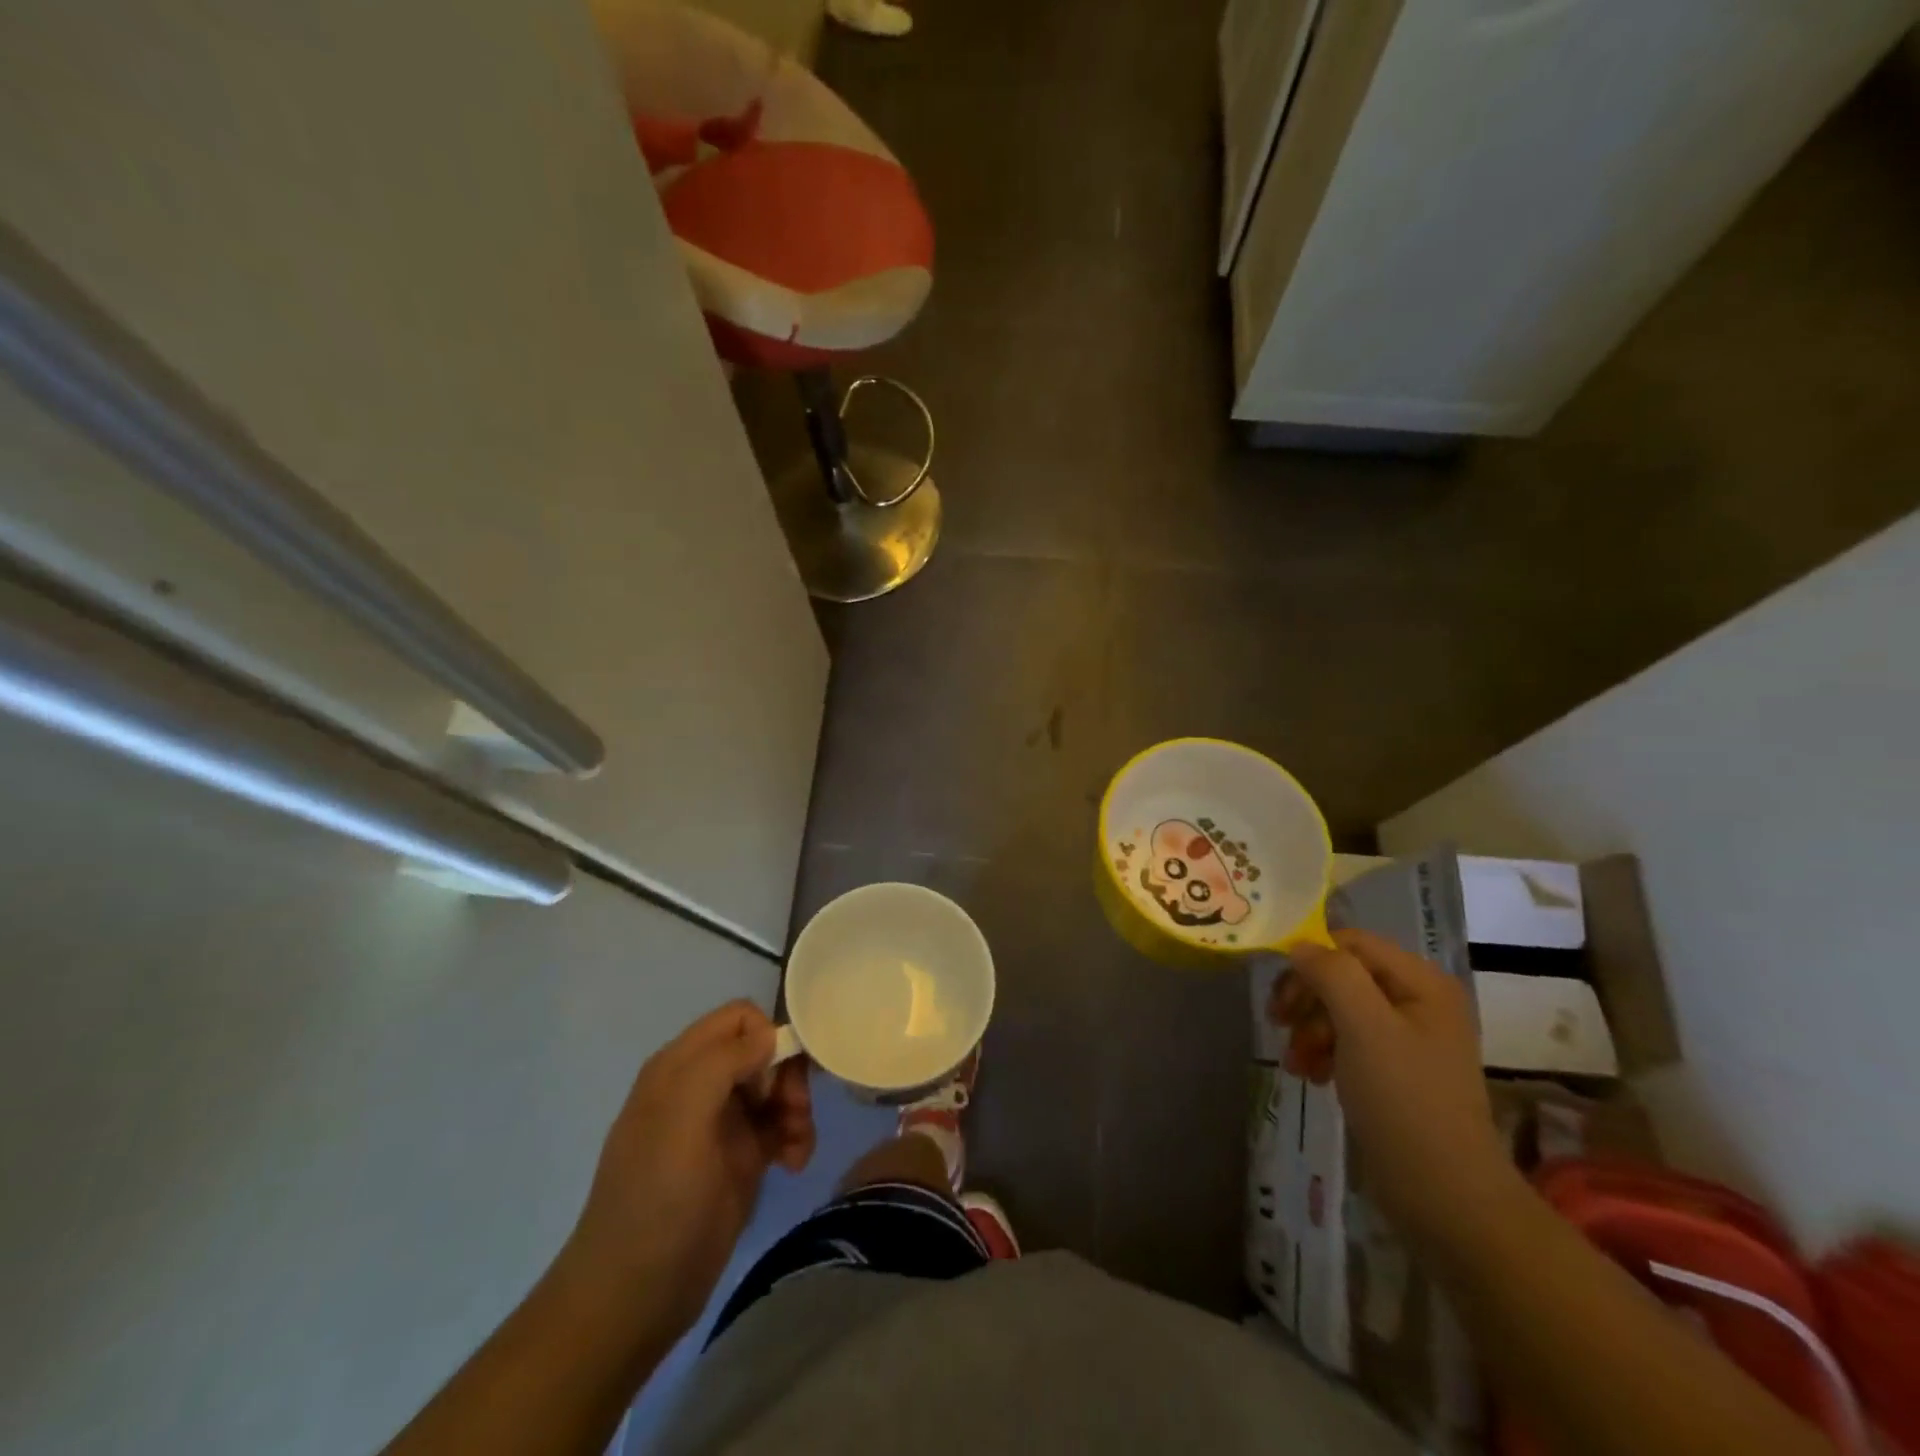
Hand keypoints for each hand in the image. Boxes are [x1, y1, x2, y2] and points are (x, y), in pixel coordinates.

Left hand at [563, 1000, 814, 1336]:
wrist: (633, 1298)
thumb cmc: (656, 1199)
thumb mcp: (681, 1119)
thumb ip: (723, 1062)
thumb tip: (769, 1034)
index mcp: (680, 1067)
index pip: (739, 1018)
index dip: (767, 1036)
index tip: (774, 1080)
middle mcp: (702, 1087)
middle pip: (764, 1052)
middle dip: (787, 1077)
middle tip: (794, 1113)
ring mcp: (721, 1125)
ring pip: (776, 1088)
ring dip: (796, 1109)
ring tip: (797, 1148)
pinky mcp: (740, 1160)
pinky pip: (779, 1127)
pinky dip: (794, 1138)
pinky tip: (795, 1164)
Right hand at [1268, 929, 1514, 1247]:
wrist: (1445, 1196)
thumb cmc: (1404, 1101)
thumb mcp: (1364, 1027)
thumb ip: (1332, 974)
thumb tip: (1300, 946)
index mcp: (1422, 982)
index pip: (1352, 943)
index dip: (1311, 959)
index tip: (1281, 995)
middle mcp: (1418, 1001)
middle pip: (1343, 975)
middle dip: (1307, 997)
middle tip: (1278, 1022)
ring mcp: (1409, 1038)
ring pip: (1340, 1008)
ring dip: (1309, 1028)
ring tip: (1295, 1061)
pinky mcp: (1396, 1070)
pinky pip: (1348, 1041)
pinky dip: (1323, 1051)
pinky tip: (1310, 1074)